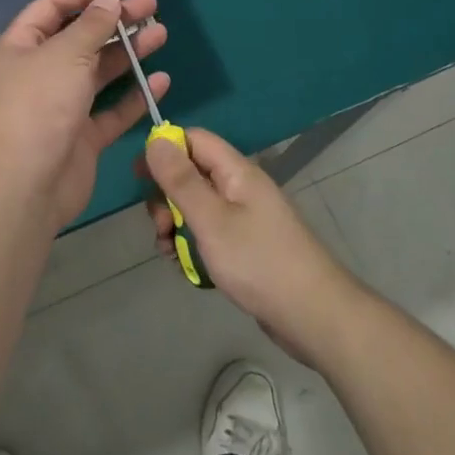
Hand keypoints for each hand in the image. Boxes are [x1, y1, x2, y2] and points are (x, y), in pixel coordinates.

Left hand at [0, 0, 168, 231]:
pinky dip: (133, 95)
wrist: (24, 186)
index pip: (55, 6)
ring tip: (161, 33)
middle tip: (152, 5)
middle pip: (81, 37)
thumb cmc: (38, 106)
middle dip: (115, 19)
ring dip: (129, 52)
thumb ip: (91, 25)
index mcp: (23, 46)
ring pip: (99, 71)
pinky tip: (159, 80)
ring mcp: (61, 105)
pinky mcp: (81, 137)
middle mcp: (40, 72)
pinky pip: (111, 110)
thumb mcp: (65, 54)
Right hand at [140, 128, 366, 368]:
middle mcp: (241, 188)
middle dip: (167, 198)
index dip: (165, 150)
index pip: (194, 140)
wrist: (313, 316)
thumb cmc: (259, 262)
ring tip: (172, 254)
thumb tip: (156, 139)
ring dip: (176, 226)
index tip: (140, 179)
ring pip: (196, 208)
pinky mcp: (246, 246)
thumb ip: (181, 180)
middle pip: (191, 174)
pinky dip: (193, 246)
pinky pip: (209, 234)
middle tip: (161, 227)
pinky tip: (187, 269)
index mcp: (236, 172)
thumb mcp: (211, 220)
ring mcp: (245, 218)